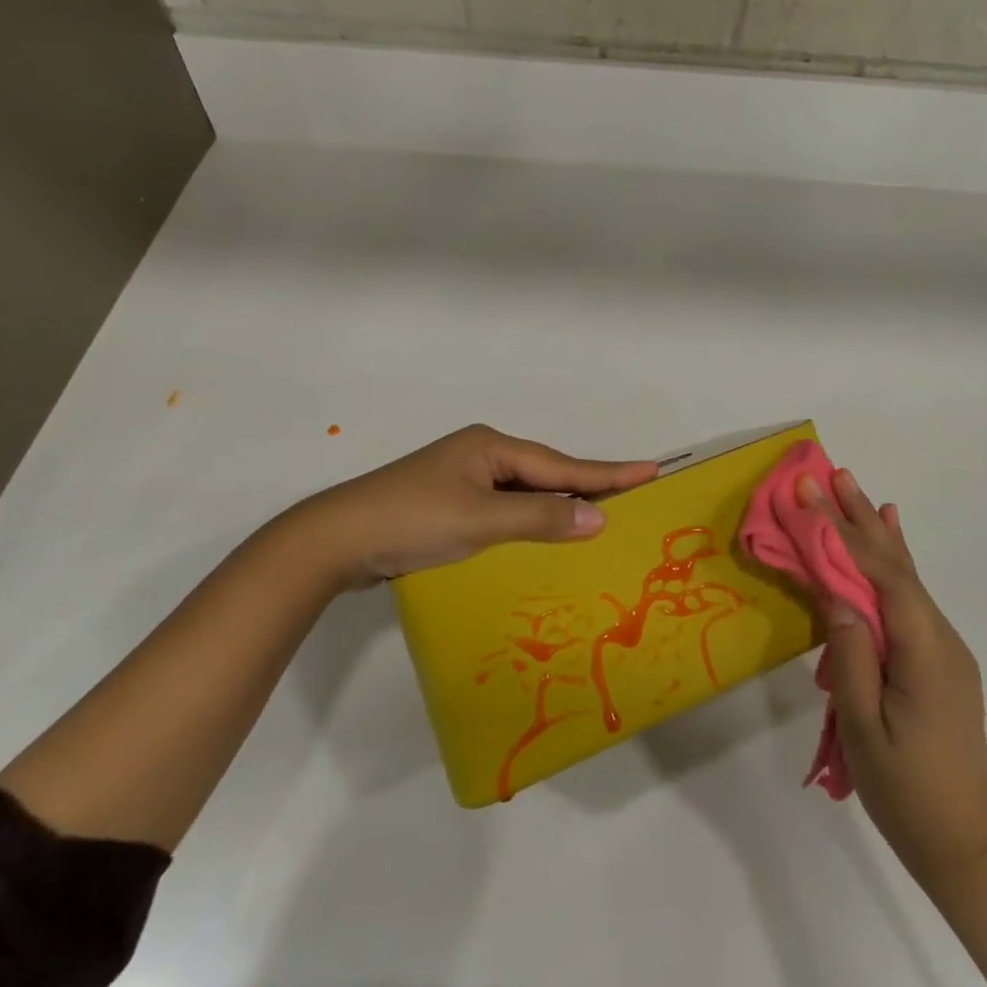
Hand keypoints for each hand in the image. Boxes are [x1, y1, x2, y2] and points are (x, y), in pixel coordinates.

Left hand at [275, 424, 656, 588]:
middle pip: (545, 473)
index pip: (560, 464)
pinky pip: (504, 506)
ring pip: (524, 491)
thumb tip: (598, 519)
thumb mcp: (481, 520)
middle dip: (587, 485)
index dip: (606, 472)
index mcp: (491, 446)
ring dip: (558, 504)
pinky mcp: (448, 503)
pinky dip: (529, 518)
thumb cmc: (413, 520)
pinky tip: (541, 531)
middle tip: (632, 492)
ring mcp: (462, 478)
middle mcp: (481, 454)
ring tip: (598, 514)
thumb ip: (539, 518)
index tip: (650, 470)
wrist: (336, 539)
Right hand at [803, 468, 986, 882]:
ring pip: (903, 573)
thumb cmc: (908, 790)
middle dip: (857, 516)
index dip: (841, 531)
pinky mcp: (937, 655)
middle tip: (830, 473)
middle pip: (894, 563)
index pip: (878, 574)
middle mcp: (939, 635)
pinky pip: (910, 594)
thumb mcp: (866, 728)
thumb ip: (853, 655)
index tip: (809, 494)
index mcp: (922, 649)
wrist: (967, 840)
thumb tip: (835, 593)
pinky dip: (894, 558)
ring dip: (874, 529)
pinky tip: (892, 533)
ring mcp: (942, 644)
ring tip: (853, 488)